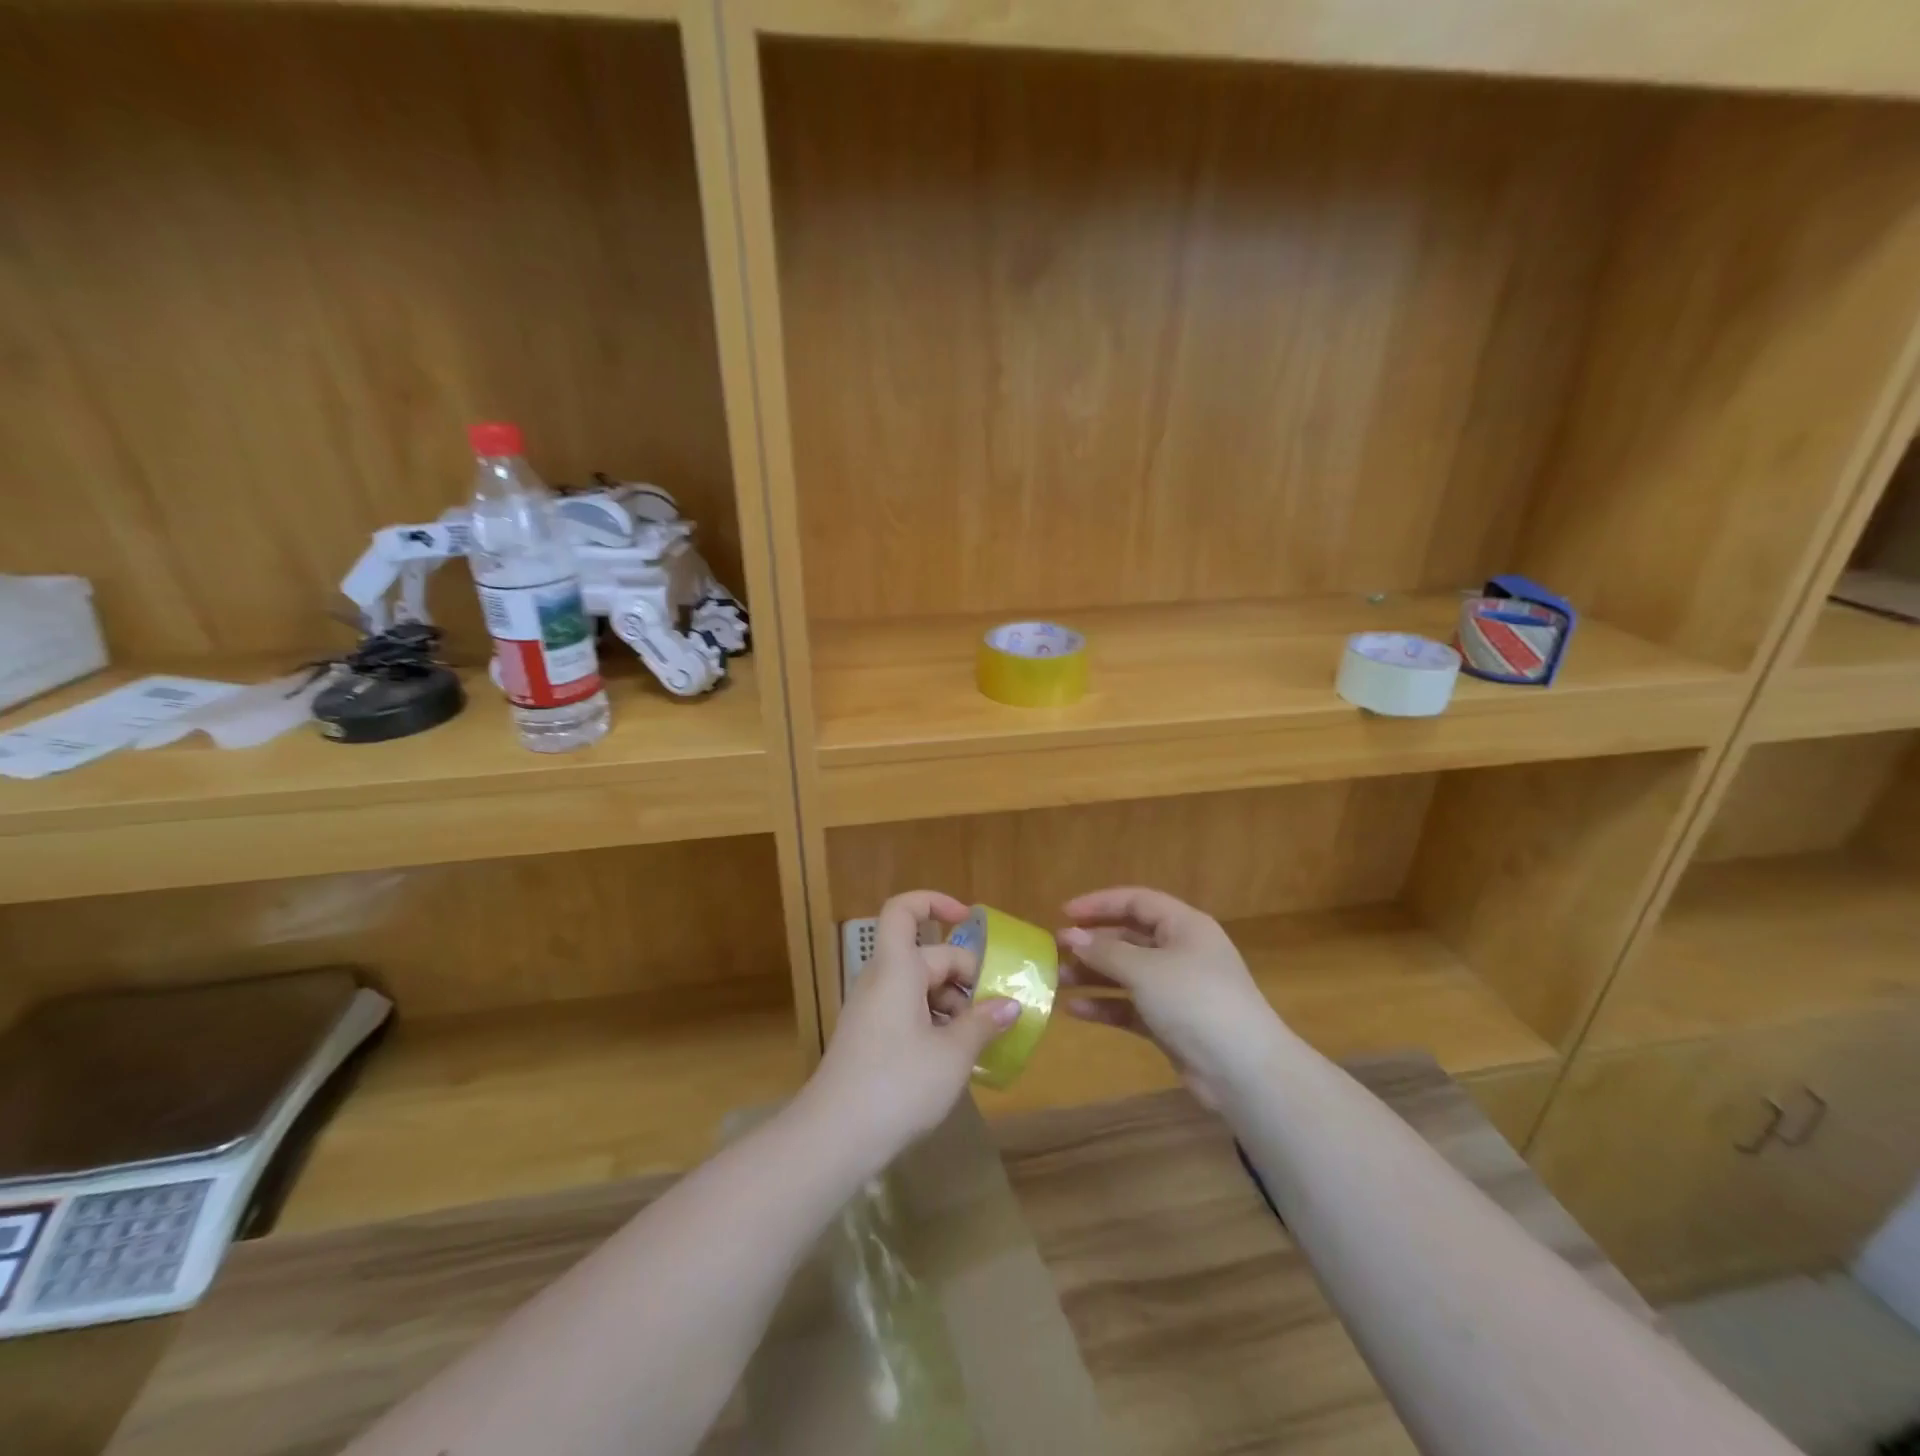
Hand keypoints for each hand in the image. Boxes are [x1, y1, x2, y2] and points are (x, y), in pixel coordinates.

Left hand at [806, 890, 1021, 1169]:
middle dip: (966, 977)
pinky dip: (936, 1023)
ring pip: (921, 987)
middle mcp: (882, 980)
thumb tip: (1010, 1004)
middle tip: (998, 1011)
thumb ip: (983, 1023)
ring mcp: (873, 1010)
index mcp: (897, 968)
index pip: (904, 910)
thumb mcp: (952, 1054)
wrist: (833, 1138)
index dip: (934, 902)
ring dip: (954, 1004)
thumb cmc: (897, 1085)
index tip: (970, 919)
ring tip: (982, 1039)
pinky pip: (909, 1012)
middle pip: (928, 956)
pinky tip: (957, 1057)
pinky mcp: (870, 1037)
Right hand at [1058, 887, 1284, 1108]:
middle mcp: (1181, 951)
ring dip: (1094, 975)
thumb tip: (1070, 937)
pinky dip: (1106, 1005)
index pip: (1137, 901)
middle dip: (1093, 943)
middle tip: (1056, 950)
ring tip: (1058, 981)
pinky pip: (1131, 1006)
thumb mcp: (1145, 970)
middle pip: (1129, 937)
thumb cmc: (1195, 1001)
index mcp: (1184, 926)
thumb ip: (1104, 952)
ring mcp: (1177, 989)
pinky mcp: (1171, 1023)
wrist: (1243, 1070)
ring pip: (1127, 973)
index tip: (1064, 913)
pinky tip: (1075, 1011)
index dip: (1100, 904)